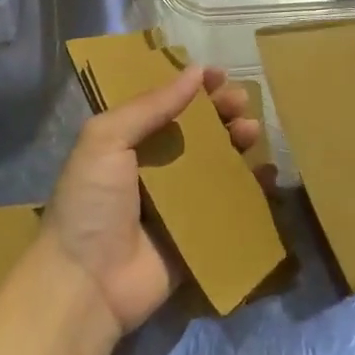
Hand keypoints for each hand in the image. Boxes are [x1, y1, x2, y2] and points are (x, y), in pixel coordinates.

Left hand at [43, 65, 265, 333]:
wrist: (87, 283)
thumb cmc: (91, 202)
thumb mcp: (106, 139)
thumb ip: (150, 106)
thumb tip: (194, 71)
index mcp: (127, 141)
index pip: (165, 104)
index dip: (192, 88)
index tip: (219, 75)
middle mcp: (154, 167)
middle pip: (196, 131)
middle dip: (221, 113)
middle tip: (241, 102)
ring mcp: (177, 202)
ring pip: (216, 164)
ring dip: (237, 143)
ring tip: (252, 132)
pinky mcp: (197, 234)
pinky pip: (229, 205)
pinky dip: (251, 188)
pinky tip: (267, 173)